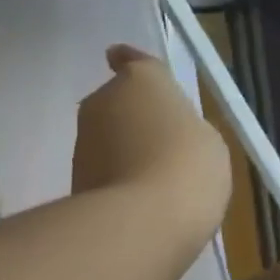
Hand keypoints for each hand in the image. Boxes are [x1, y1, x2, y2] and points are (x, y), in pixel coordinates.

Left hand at [73, 45, 230, 257]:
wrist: (141, 222)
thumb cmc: (187, 168)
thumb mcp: (206, 142)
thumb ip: (182, 130)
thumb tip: (165, 137)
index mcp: (141, 80)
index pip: (132, 62)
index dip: (129, 62)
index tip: (118, 58)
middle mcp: (103, 102)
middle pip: (116, 104)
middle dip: (130, 120)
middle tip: (156, 146)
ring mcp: (82, 143)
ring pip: (105, 141)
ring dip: (121, 154)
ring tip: (149, 183)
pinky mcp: (73, 181)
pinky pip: (100, 174)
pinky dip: (113, 183)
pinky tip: (135, 205)